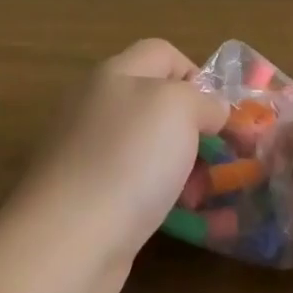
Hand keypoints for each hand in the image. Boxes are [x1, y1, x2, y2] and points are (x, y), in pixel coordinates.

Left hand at [9, 39, 227, 292]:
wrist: (69, 239)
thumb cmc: (129, 158)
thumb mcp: (180, 108)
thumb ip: (204, 99)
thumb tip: (212, 110)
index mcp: (115, 74)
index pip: (163, 53)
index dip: (197, 74)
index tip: (220, 111)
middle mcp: (98, 107)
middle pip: (157, 102)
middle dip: (196, 126)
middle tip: (224, 154)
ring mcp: (89, 154)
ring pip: (151, 148)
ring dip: (186, 166)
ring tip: (208, 192)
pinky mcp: (88, 197)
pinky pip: (138, 186)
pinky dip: (165, 198)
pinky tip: (187, 218)